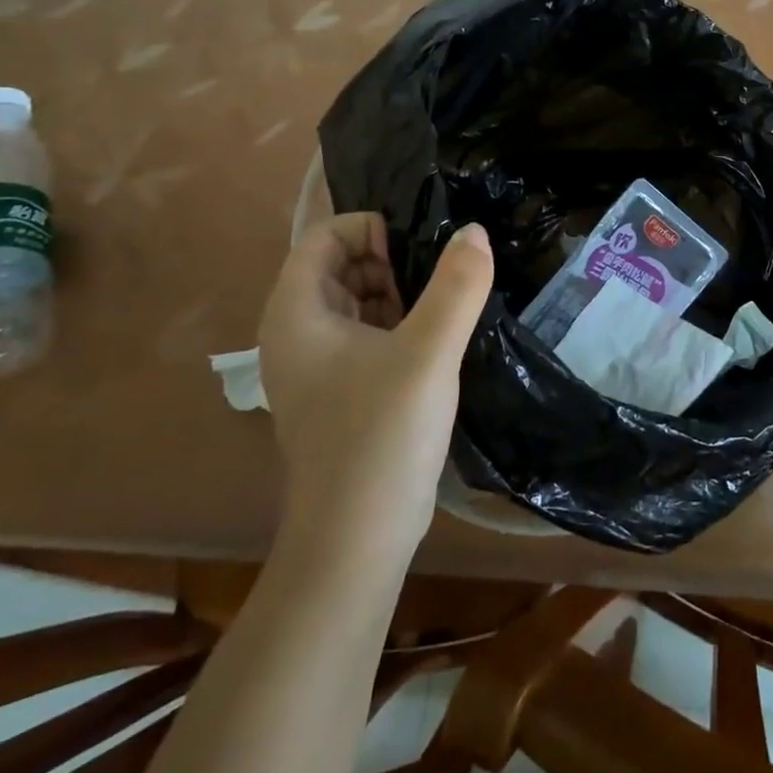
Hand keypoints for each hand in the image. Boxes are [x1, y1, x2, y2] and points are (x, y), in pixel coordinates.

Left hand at [257, 215, 493, 553]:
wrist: (357, 543)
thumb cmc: (380, 437)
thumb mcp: (428, 353)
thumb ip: (456, 286)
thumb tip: (475, 232)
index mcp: (297, 313)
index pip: (325, 236)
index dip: (373, 229)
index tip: (422, 249)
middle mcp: (298, 332)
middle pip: (343, 265)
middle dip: (394, 260)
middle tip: (445, 277)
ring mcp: (320, 365)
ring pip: (361, 300)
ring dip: (404, 293)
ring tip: (451, 303)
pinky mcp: (344, 390)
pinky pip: (371, 334)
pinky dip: (403, 323)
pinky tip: (442, 337)